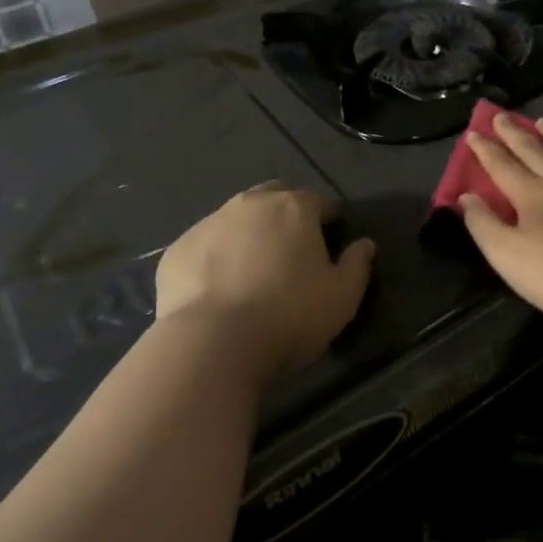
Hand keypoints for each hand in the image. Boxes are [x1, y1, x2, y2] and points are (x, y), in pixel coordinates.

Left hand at [156, 183, 373, 382]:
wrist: (212, 344)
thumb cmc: (290, 315)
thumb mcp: (342, 297)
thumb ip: (358, 265)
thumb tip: (365, 245)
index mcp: (294, 207)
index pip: (320, 202)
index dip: (329, 220)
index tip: (332, 241)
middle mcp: (250, 204)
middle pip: (275, 197)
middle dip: (286, 214)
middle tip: (292, 250)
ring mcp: (209, 224)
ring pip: (236, 219)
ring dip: (248, 234)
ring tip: (252, 270)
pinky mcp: (177, 250)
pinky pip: (205, 246)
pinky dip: (216, 258)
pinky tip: (218, 289)